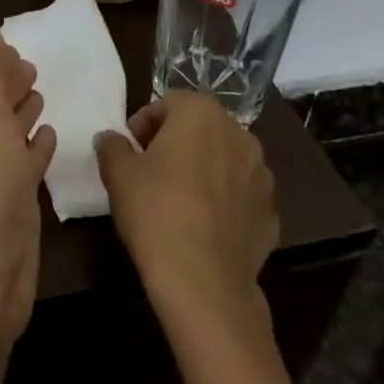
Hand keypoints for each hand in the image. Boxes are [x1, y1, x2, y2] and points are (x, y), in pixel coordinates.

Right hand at [94, 90, 280, 323]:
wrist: (203, 281)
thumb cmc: (155, 211)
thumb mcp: (118, 173)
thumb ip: (112, 145)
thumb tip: (111, 138)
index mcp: (201, 113)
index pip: (168, 103)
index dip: (145, 123)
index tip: (131, 150)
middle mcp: (238, 133)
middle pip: (200, 126)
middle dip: (177, 142)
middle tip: (151, 170)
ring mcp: (262, 174)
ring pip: (224, 159)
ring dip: (204, 168)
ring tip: (179, 199)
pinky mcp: (272, 211)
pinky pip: (241, 194)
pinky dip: (224, 200)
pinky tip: (203, 225)